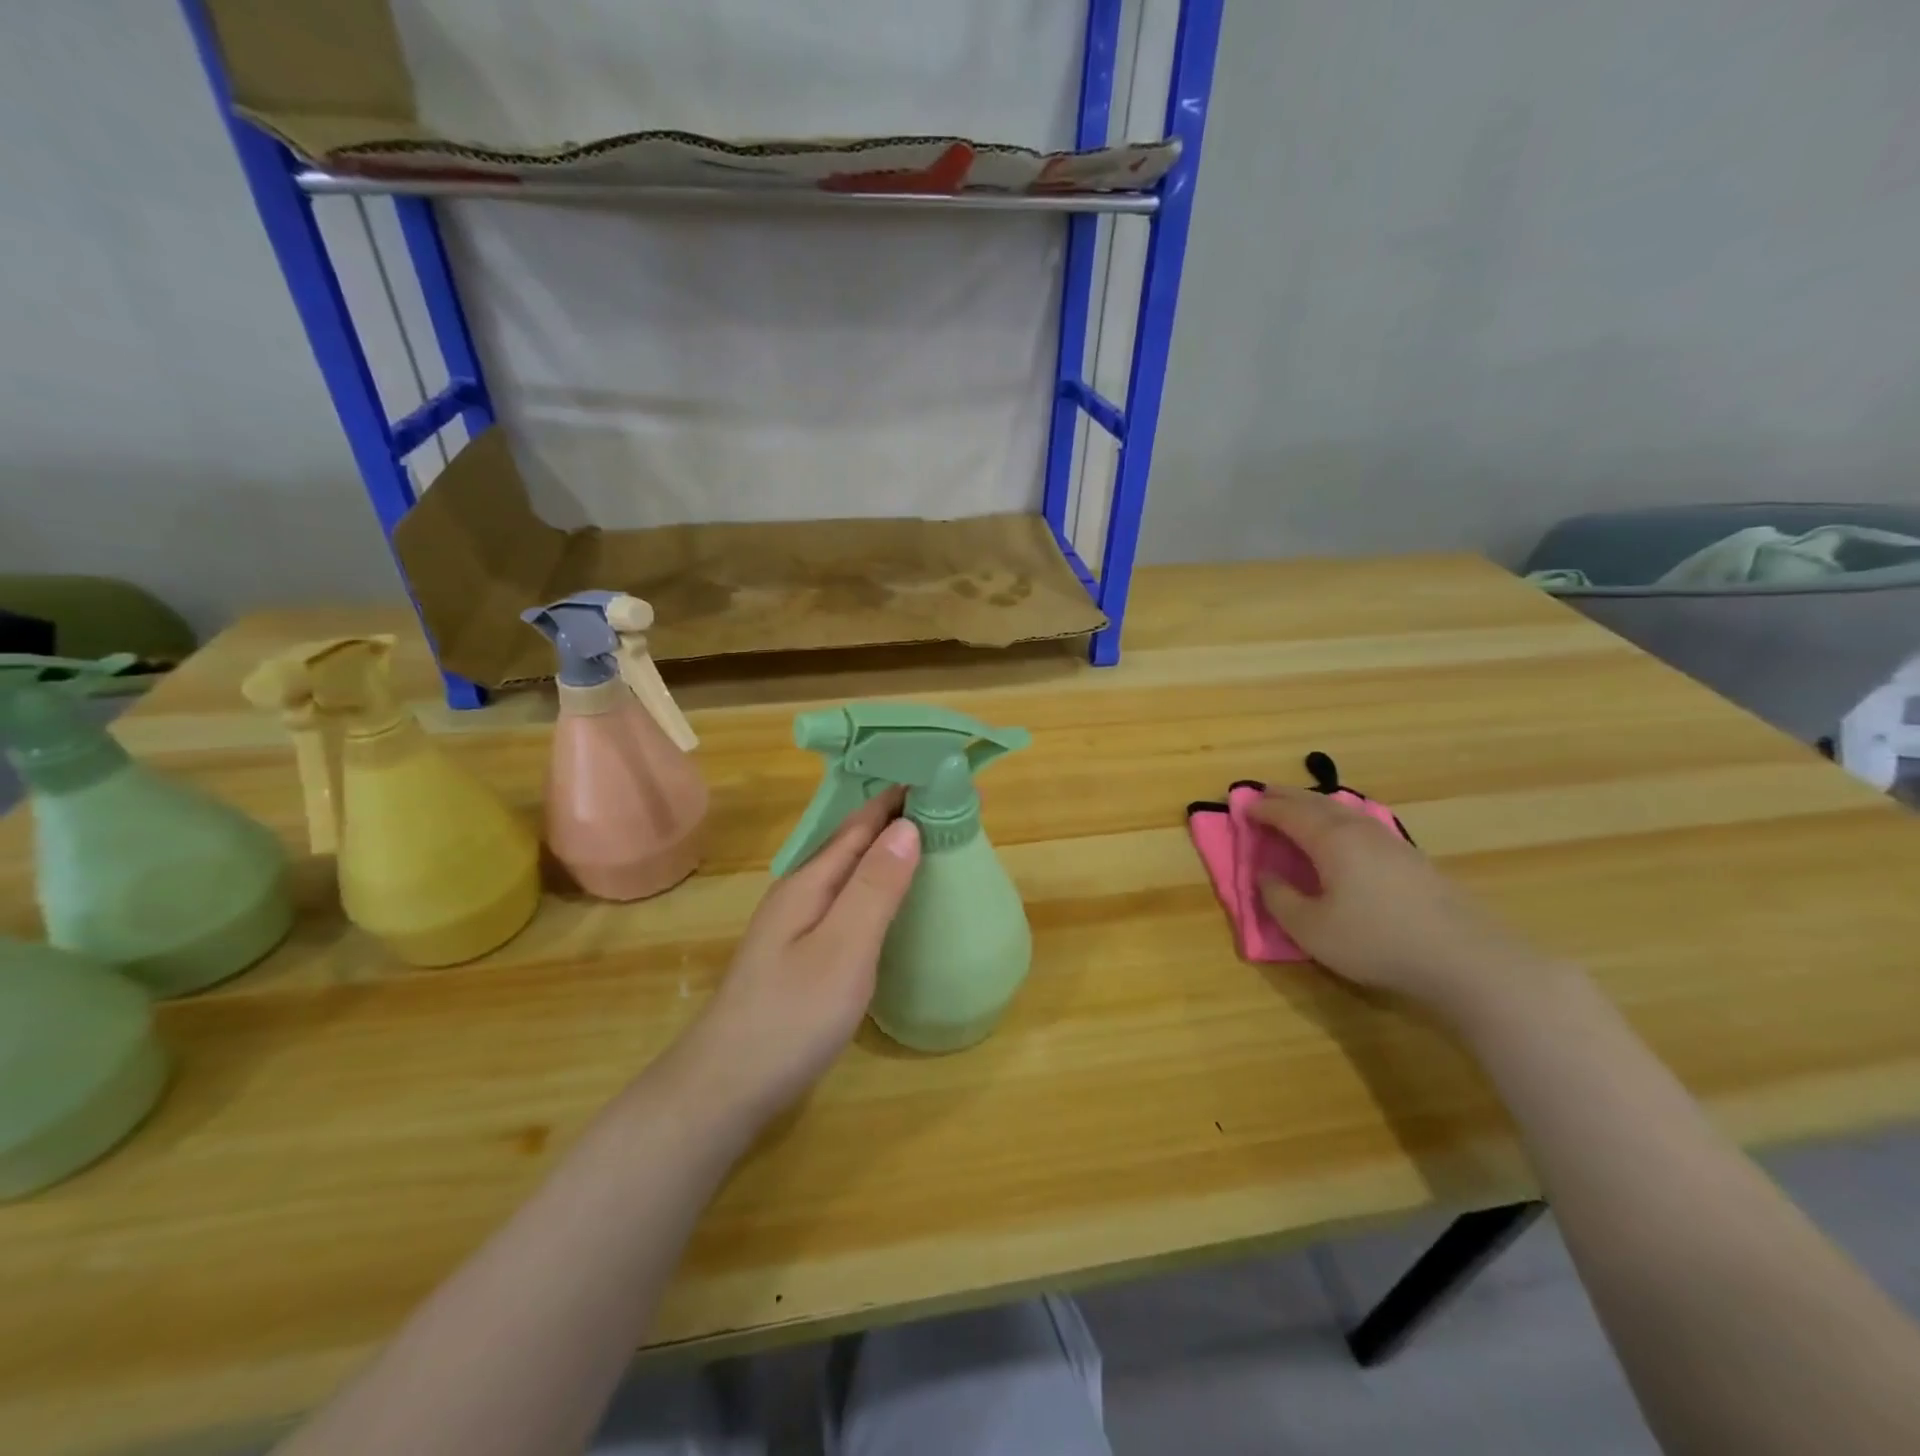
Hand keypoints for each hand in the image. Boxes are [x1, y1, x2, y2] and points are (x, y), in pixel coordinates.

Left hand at [667, 793, 919, 1130]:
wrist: (724, 1089)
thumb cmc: (791, 1017)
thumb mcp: (844, 949)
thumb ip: (876, 888)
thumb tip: (907, 825)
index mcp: (809, 882)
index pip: (860, 824)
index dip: (897, 799)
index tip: (938, 777)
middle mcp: (798, 894)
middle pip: (851, 844)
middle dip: (894, 822)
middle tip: (945, 811)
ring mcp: (794, 927)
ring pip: (847, 874)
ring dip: (884, 855)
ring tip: (927, 847)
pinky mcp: (798, 956)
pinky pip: (844, 904)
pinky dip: (873, 890)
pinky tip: (889, 905)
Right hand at [1251, 786, 1549, 1018]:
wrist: (1465, 959)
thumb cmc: (1376, 941)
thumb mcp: (1311, 929)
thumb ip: (1280, 899)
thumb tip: (1265, 875)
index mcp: (1331, 840)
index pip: (1289, 814)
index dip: (1263, 809)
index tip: (1241, 806)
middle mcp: (1360, 830)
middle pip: (1317, 803)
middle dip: (1287, 796)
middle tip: (1264, 793)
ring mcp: (1391, 842)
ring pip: (1344, 810)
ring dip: (1315, 805)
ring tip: (1299, 807)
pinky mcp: (1412, 859)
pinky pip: (1363, 824)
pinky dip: (1339, 819)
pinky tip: (1343, 833)